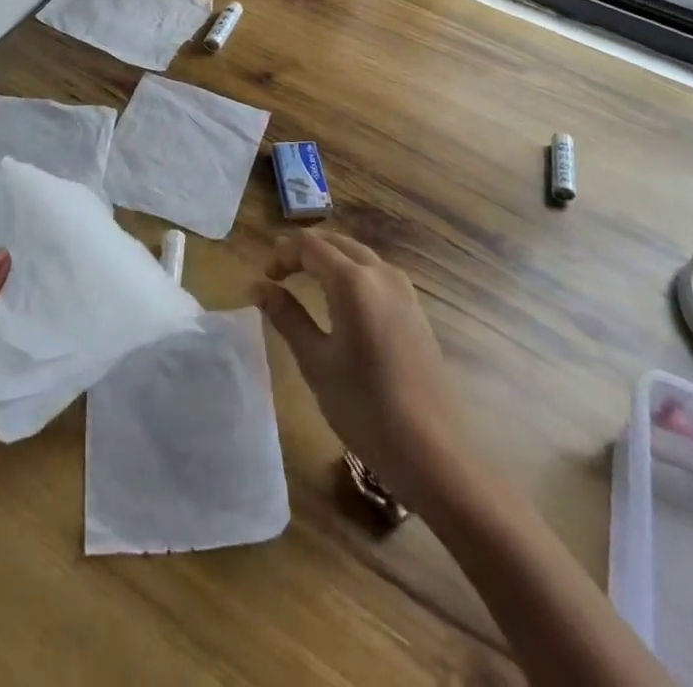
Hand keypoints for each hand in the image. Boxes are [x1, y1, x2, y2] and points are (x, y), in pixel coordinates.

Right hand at [253, 231, 468, 505]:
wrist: (433, 451)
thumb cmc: (365, 407)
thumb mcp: (316, 362)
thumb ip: (287, 317)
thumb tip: (259, 288)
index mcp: (353, 281)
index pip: (310, 246)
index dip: (283, 253)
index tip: (264, 277)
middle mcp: (381, 273)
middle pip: (336, 242)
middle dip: (305, 250)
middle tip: (278, 272)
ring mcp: (404, 290)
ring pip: (359, 255)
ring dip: (330, 258)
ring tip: (304, 279)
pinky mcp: (415, 309)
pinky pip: (377, 272)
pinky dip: (351, 271)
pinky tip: (341, 298)